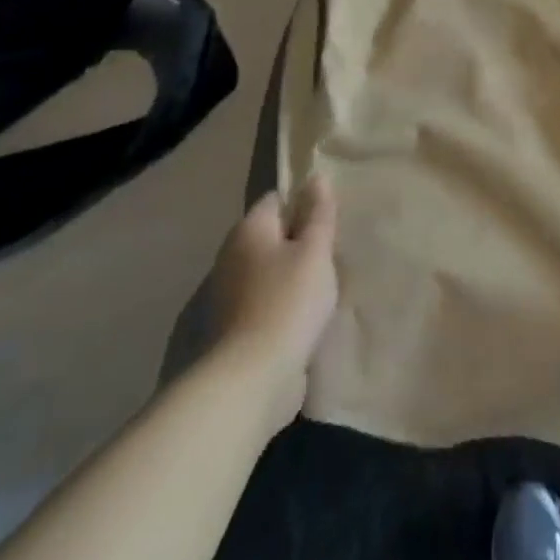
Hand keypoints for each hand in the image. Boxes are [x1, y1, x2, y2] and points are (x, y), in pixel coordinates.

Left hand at [200, 177, 338, 420]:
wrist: (249, 381)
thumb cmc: (288, 302)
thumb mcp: (315, 251)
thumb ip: (318, 213)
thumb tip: (315, 177)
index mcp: (248, 231)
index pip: (276, 200)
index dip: (304, 203)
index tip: (331, 217)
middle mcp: (230, 258)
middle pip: (271, 238)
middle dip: (299, 242)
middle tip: (332, 252)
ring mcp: (227, 298)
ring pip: (267, 274)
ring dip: (291, 277)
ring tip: (325, 286)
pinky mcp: (232, 332)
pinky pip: (264, 305)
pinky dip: (282, 307)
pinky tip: (305, 318)